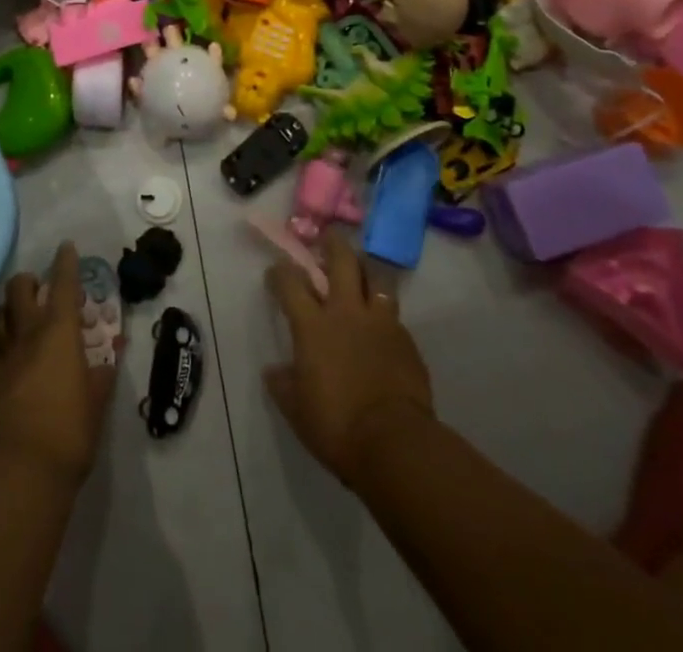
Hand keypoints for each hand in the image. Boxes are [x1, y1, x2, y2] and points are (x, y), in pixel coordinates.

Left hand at [0, 242, 118, 484]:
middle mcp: (25, 333)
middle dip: (28, 282)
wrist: (19, 470)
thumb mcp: (97, 403)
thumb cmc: (69, 432)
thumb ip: (101, 376)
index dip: (66, 262)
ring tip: (14, 324)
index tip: (66, 247)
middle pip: (18, 288)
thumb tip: (107, 361)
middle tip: (38, 291)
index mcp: (58, 332)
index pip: (64, 284)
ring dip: (5, 313)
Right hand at [264, 231, 435, 491]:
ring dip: (366, 273)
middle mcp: (346, 312)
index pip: (290, 282)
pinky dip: (385, 314)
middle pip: (341, 260)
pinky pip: (394, 315)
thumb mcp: (297, 410)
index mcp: (312, 325)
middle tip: (328, 237)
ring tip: (362, 276)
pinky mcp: (407, 341)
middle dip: (332, 243)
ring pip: (376, 279)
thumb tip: (275, 371)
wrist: (396, 444)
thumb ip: (283, 384)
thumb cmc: (337, 425)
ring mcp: (381, 323)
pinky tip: (382, 328)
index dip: (280, 272)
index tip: (276, 272)